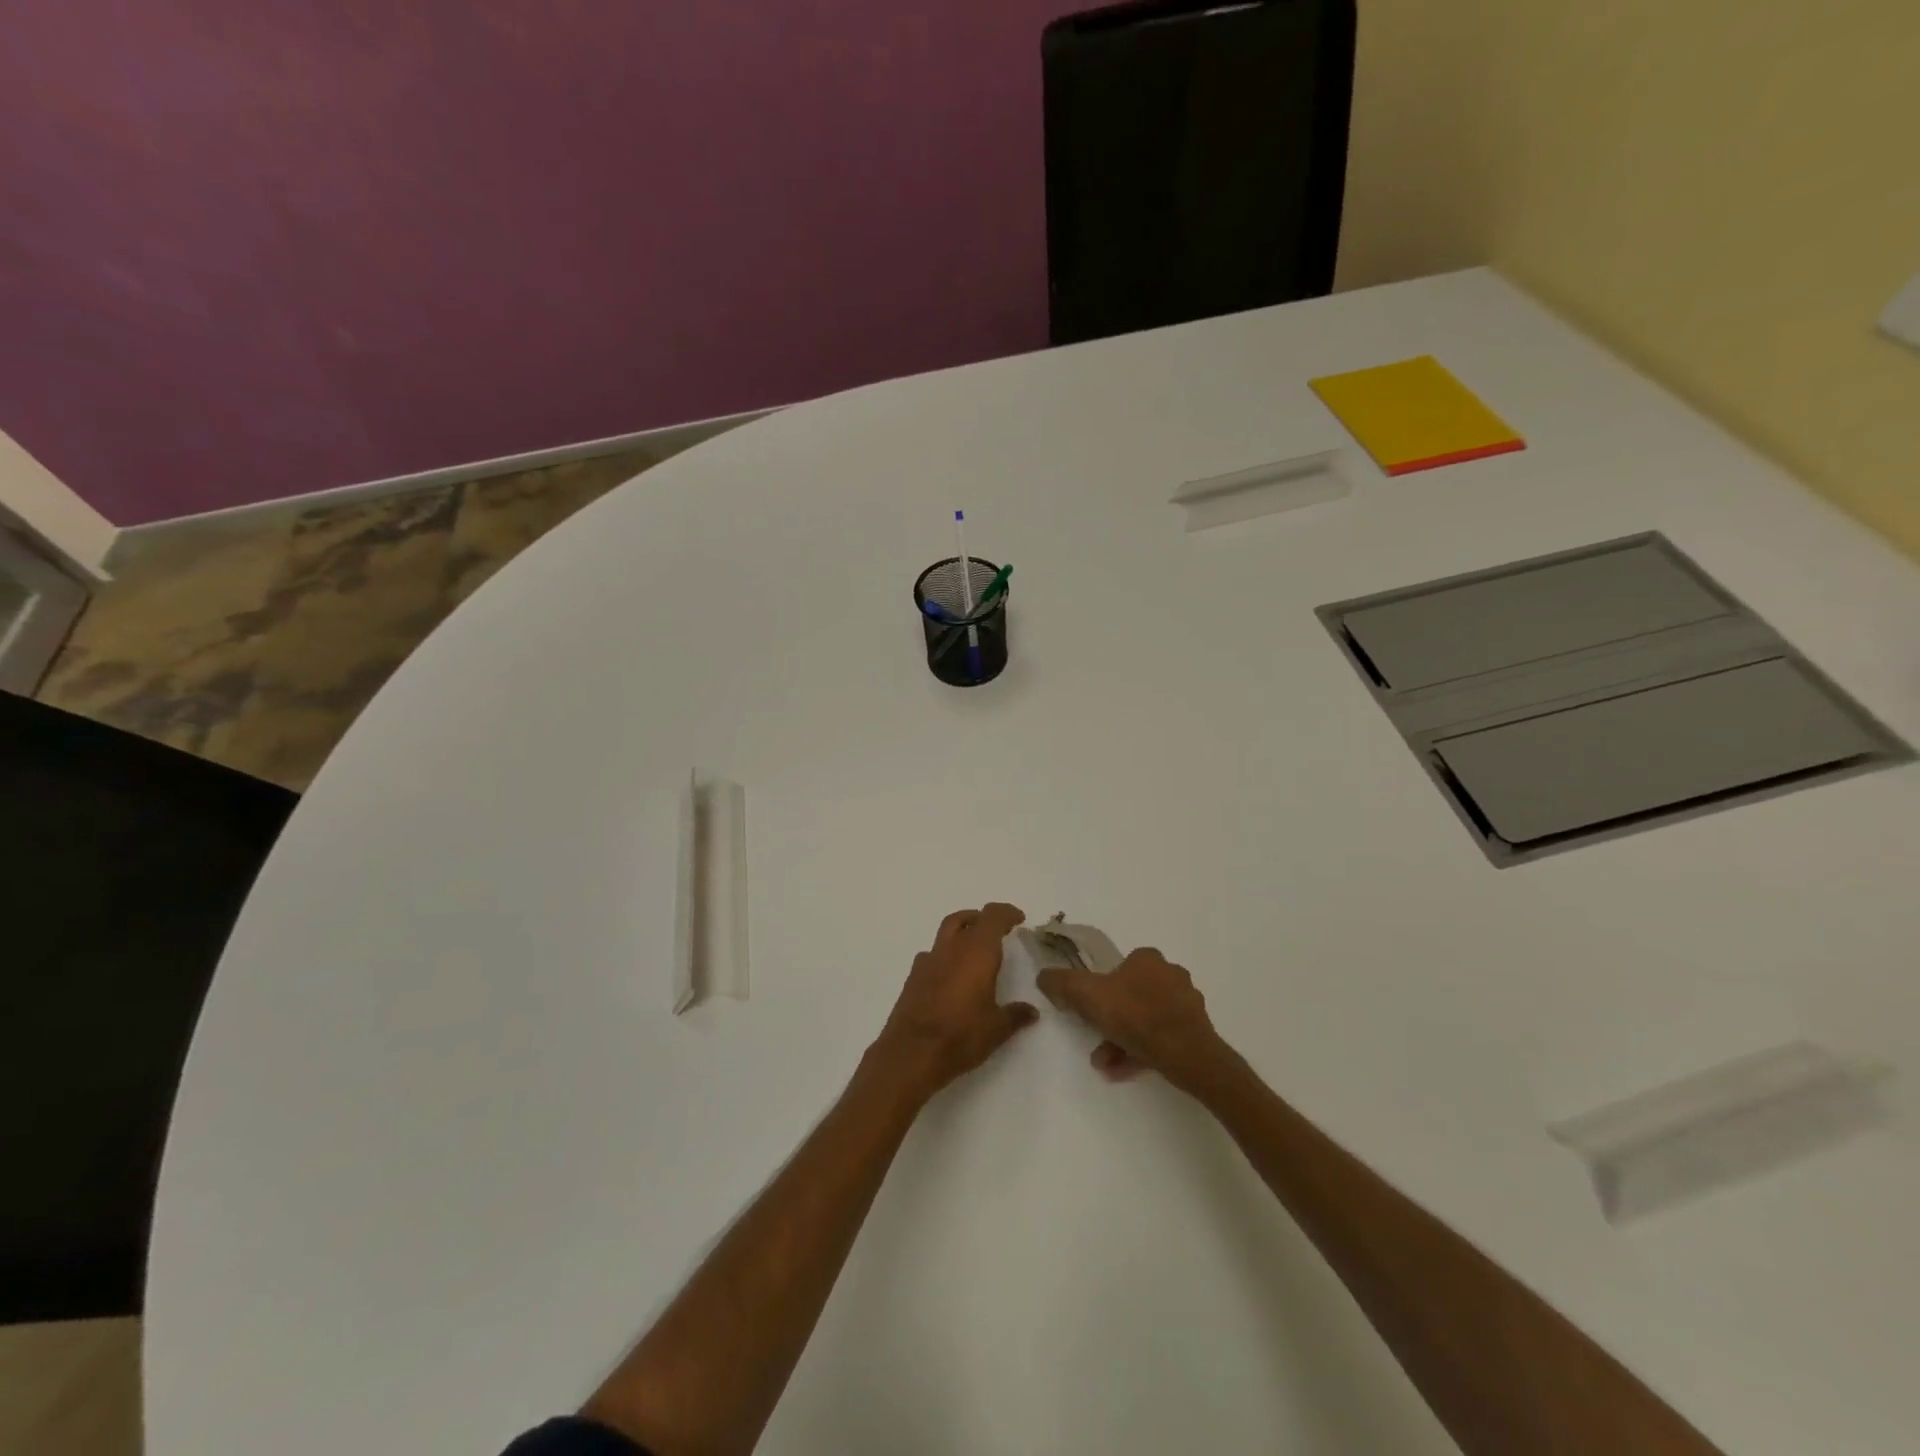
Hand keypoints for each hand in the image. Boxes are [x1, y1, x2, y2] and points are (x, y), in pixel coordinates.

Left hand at [872, 903, 1038, 1101]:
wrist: (911, 1053)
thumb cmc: (961, 1036)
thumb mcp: (997, 1029)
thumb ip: (1016, 1015)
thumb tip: (1032, 1011)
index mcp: (977, 952)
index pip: (993, 916)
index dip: (1007, 913)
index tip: (1018, 919)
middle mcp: (952, 948)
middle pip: (967, 918)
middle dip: (984, 919)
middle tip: (997, 930)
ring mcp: (929, 960)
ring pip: (947, 930)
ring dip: (962, 931)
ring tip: (974, 949)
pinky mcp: (913, 976)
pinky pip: (932, 954)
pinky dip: (945, 955)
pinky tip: (950, 974)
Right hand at [1037, 947, 1226, 1090]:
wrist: (1187, 1054)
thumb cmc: (1136, 1016)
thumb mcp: (1087, 995)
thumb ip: (1062, 984)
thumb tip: (1043, 976)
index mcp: (1147, 959)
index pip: (1118, 967)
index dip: (1100, 989)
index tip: (1089, 1011)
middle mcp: (1170, 974)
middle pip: (1131, 996)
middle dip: (1110, 1021)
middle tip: (1095, 1042)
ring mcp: (1186, 1004)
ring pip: (1145, 1019)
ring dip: (1122, 1040)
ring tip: (1105, 1063)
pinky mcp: (1196, 1030)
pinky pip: (1161, 1038)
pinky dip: (1140, 1051)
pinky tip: (1123, 1070)